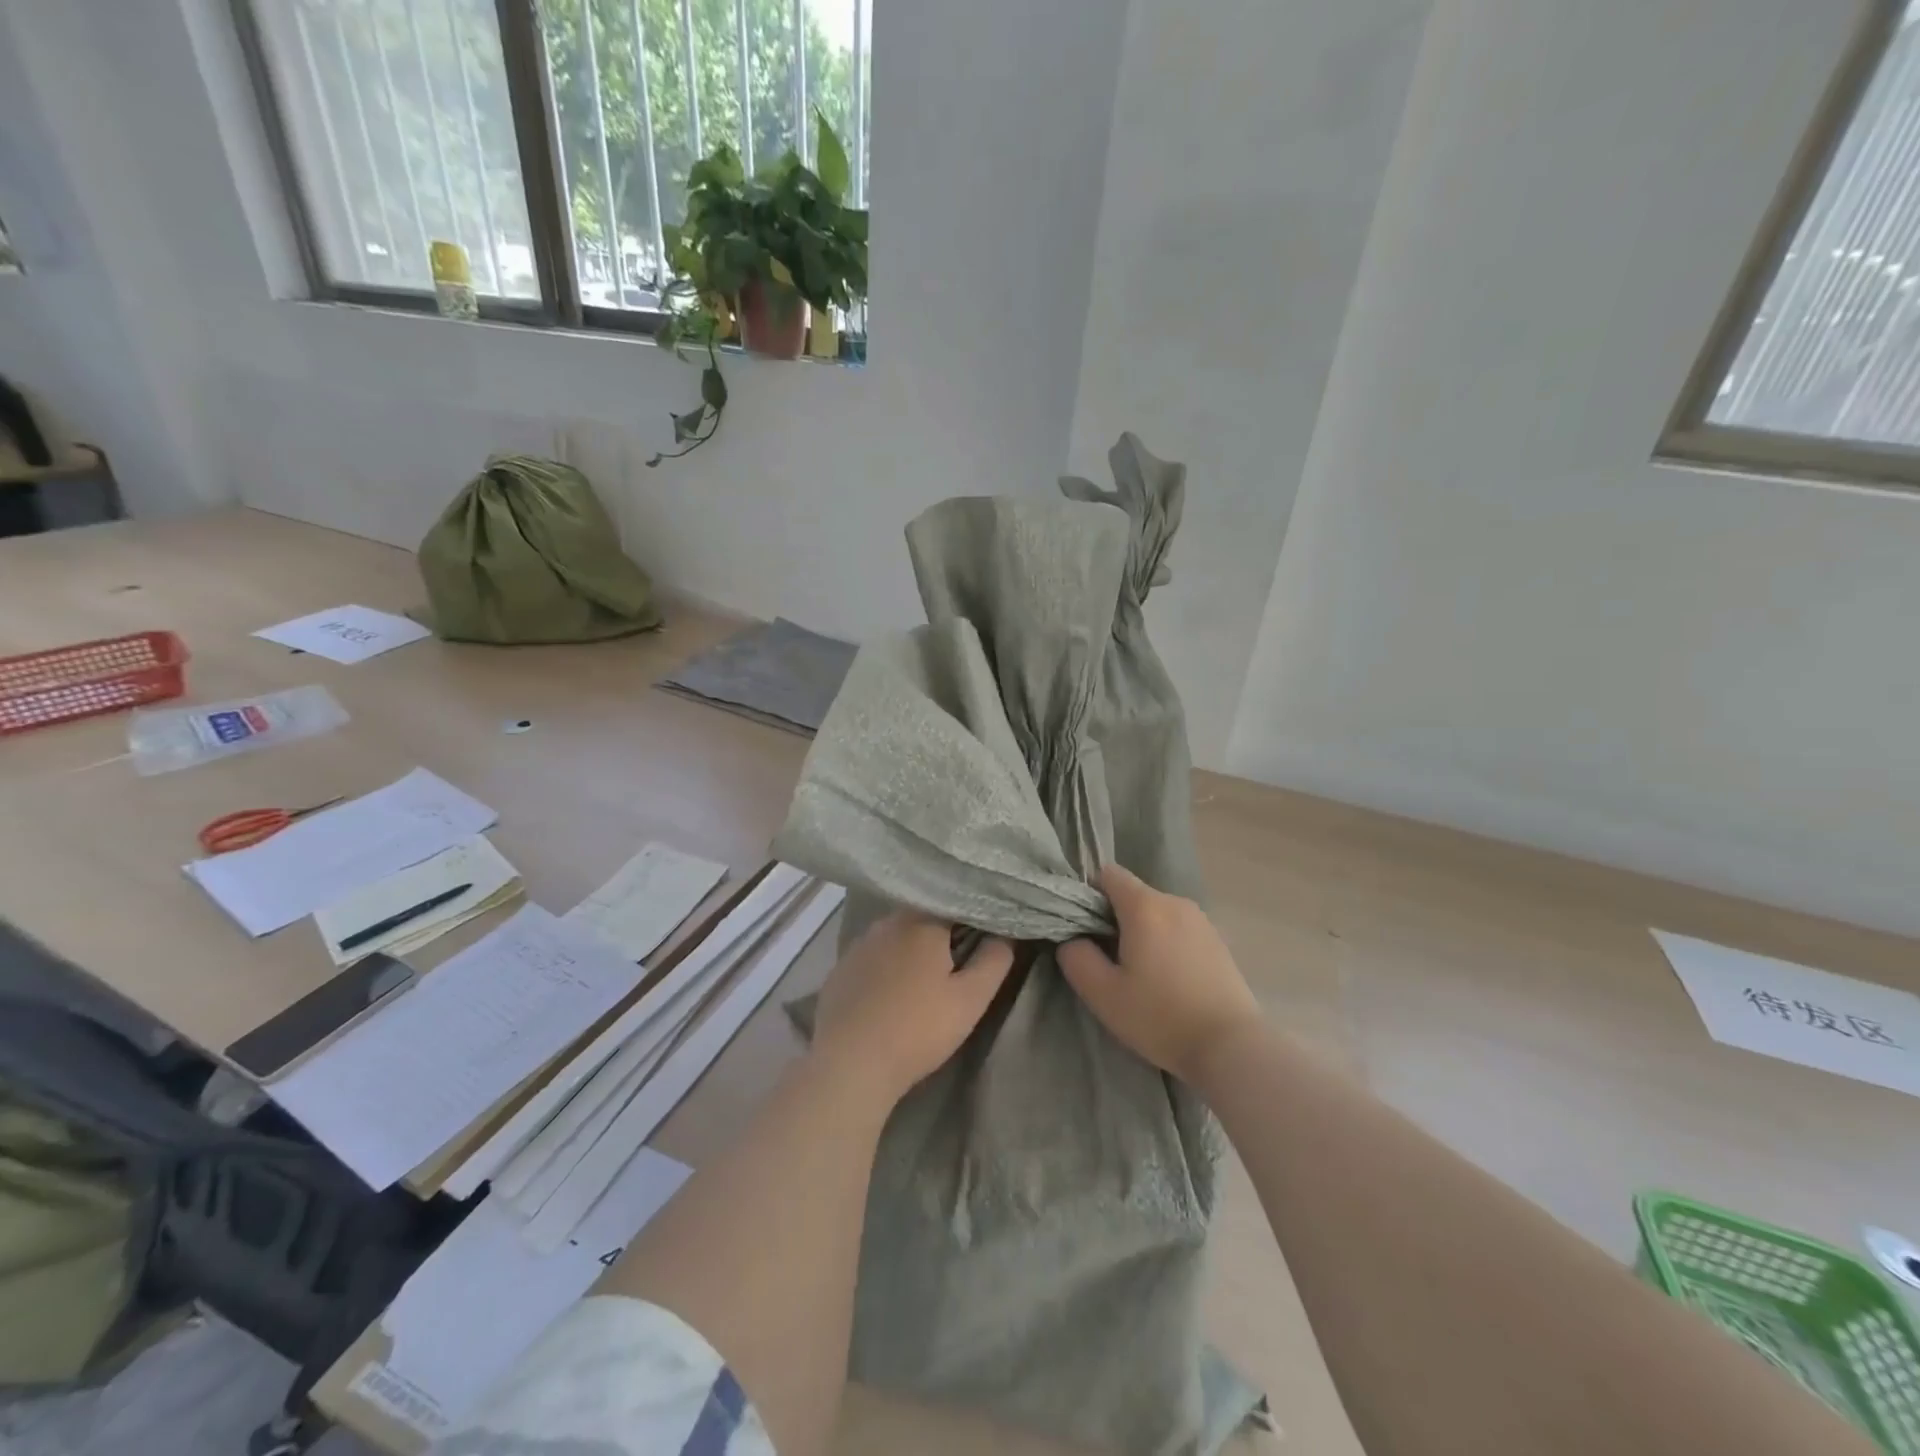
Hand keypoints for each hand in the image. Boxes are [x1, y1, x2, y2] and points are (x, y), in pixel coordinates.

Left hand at [811, 911, 1014, 1105]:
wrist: (851, 1063)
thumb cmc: (918, 1028)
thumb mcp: (971, 999)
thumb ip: (994, 960)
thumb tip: (1005, 934)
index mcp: (922, 922)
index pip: (953, 904)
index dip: (971, 917)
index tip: (984, 934)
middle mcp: (887, 923)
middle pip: (921, 918)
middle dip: (940, 933)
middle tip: (957, 959)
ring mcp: (858, 945)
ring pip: (894, 937)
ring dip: (910, 949)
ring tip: (924, 977)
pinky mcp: (839, 969)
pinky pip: (871, 958)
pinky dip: (884, 967)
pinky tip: (890, 993)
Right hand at [1058, 863, 1261, 1084]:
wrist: (1232, 1047)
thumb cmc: (1161, 1017)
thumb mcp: (1103, 994)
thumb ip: (1076, 957)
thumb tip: (1073, 939)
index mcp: (1145, 906)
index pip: (1108, 874)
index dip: (1090, 895)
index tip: (1087, 931)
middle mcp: (1174, 902)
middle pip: (1133, 894)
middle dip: (1115, 918)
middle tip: (1111, 962)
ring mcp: (1201, 920)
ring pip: (1157, 913)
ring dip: (1143, 933)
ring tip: (1143, 976)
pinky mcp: (1218, 940)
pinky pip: (1179, 929)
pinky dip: (1167, 944)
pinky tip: (1171, 981)